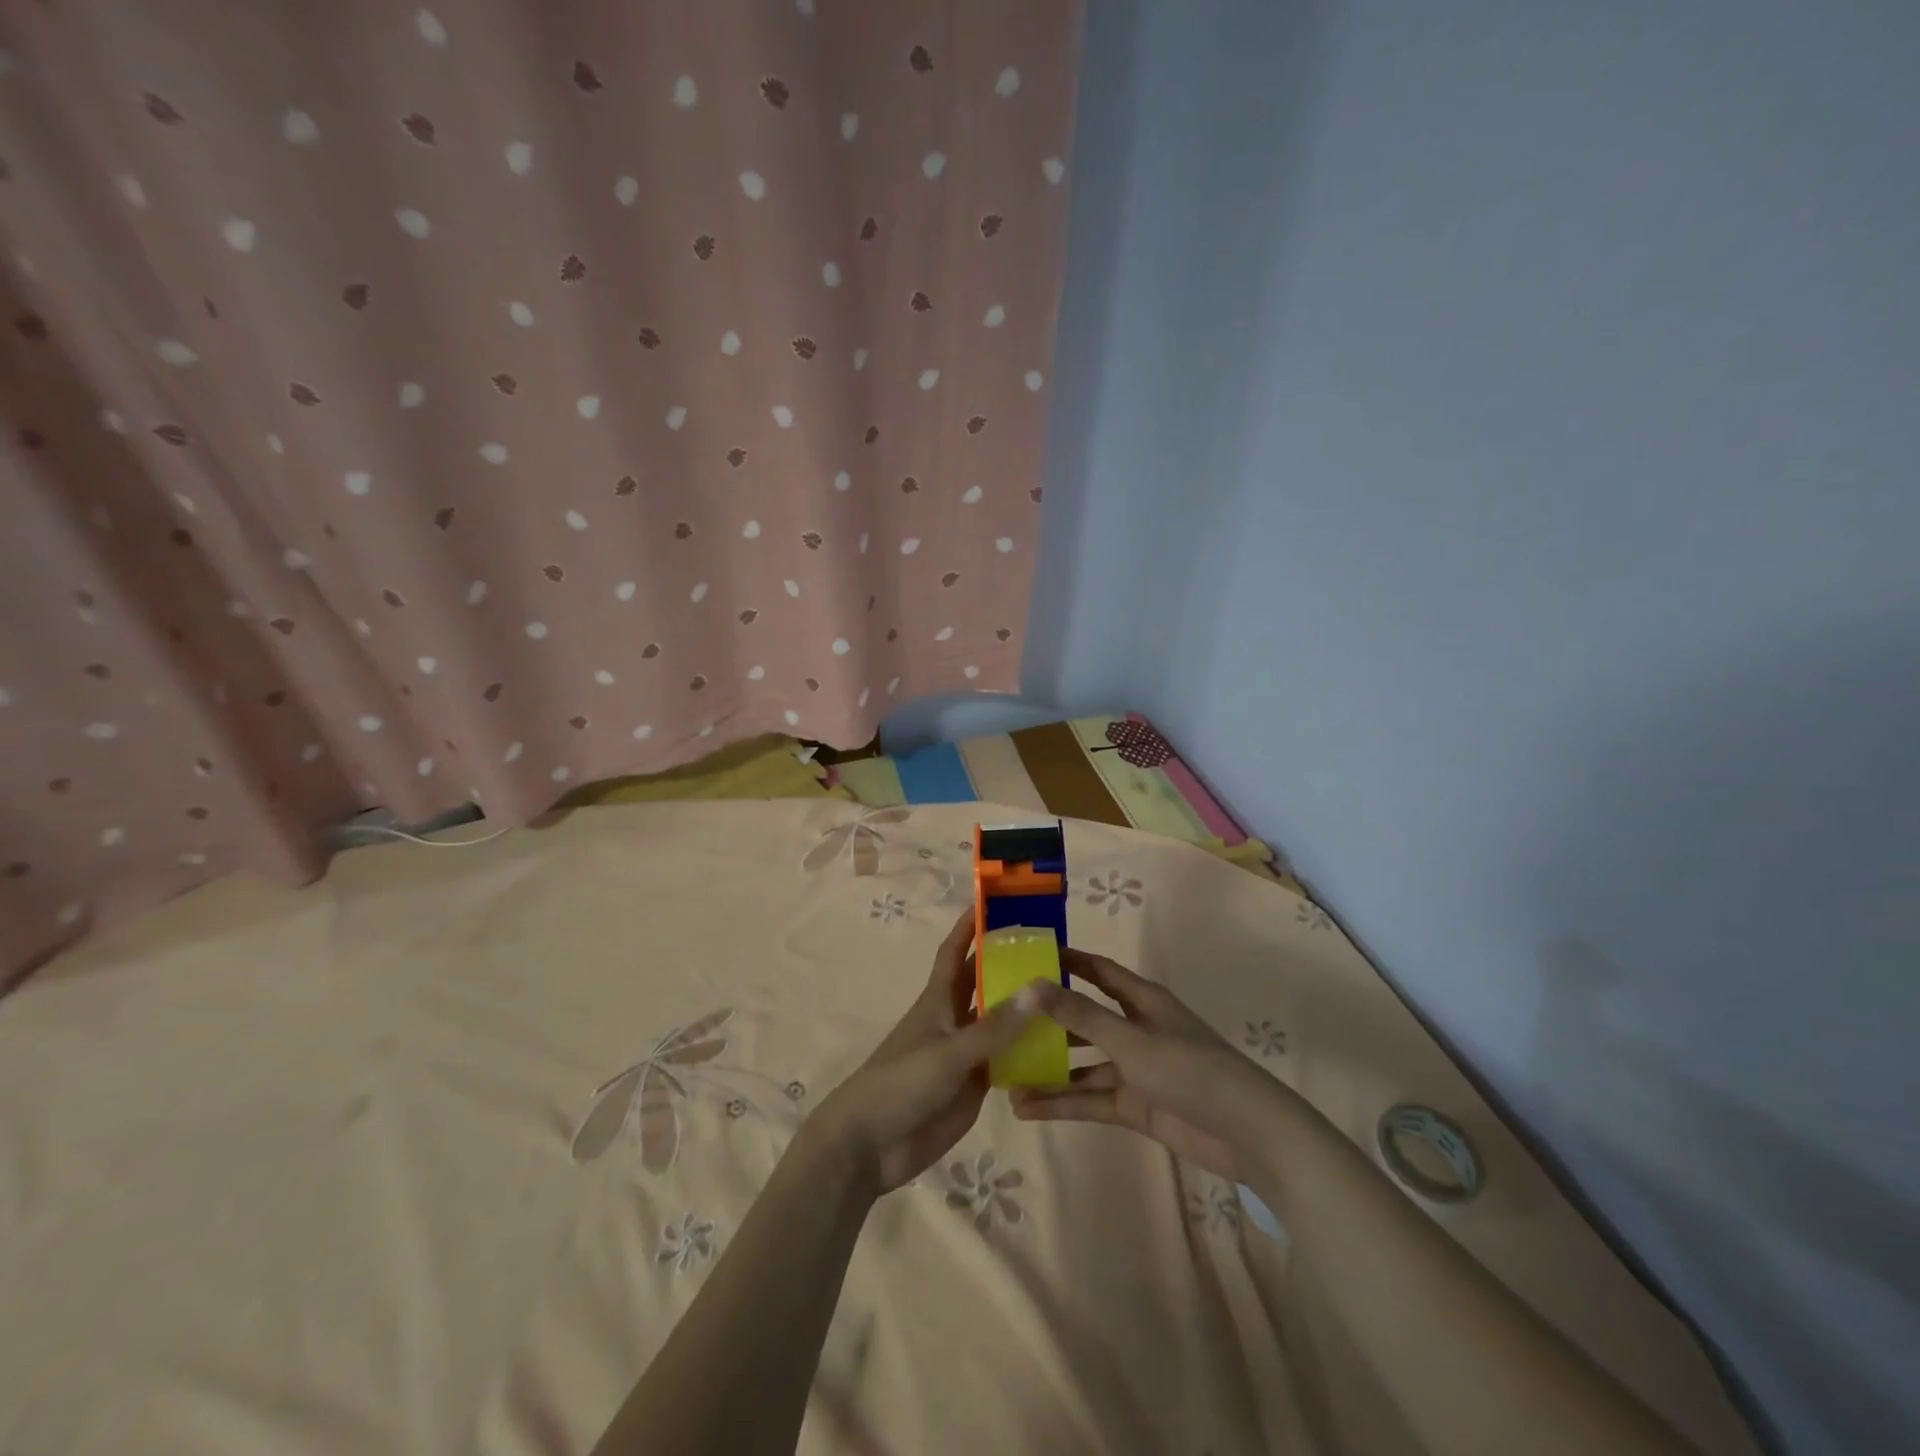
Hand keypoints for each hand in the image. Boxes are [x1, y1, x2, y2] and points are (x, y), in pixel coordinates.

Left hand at [811, 909, 1039, 1197]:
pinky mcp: (974, 1084)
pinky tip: (1061, 1046)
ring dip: (1026, 1007)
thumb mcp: (950, 1052)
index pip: (956, 951)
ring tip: (1068, 991)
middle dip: (1010, 962)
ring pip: (1000, 1021)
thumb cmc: (901, 1084)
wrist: (871, 1146)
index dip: (971, 925)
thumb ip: (995, 1026)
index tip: (996, 901)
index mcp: (938, 1000)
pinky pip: (1007, 1059)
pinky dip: (1029, 1050)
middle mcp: (954, 1019)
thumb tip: (1040, 987)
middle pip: (984, 982)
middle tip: (1053, 946)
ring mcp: (965, 1052)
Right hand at [1013, 949, 1277, 1181]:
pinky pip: (1091, 1099)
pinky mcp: (1135, 1104)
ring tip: (1003, 1073)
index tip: (1025, 956)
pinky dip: (1062, 1103)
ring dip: (1048, 1070)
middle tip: (1002, 1021)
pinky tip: (1025, 1108)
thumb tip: (1030, 985)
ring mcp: (1135, 1068)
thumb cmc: (1189, 1069)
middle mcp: (1135, 1028)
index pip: (1096, 970)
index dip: (1065, 961)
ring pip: (1082, 1064)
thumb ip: (1079, 1015)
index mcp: (1141, 1000)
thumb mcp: (1129, 1039)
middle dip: (1047, 1021)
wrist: (1247, 1134)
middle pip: (1083, 1018)